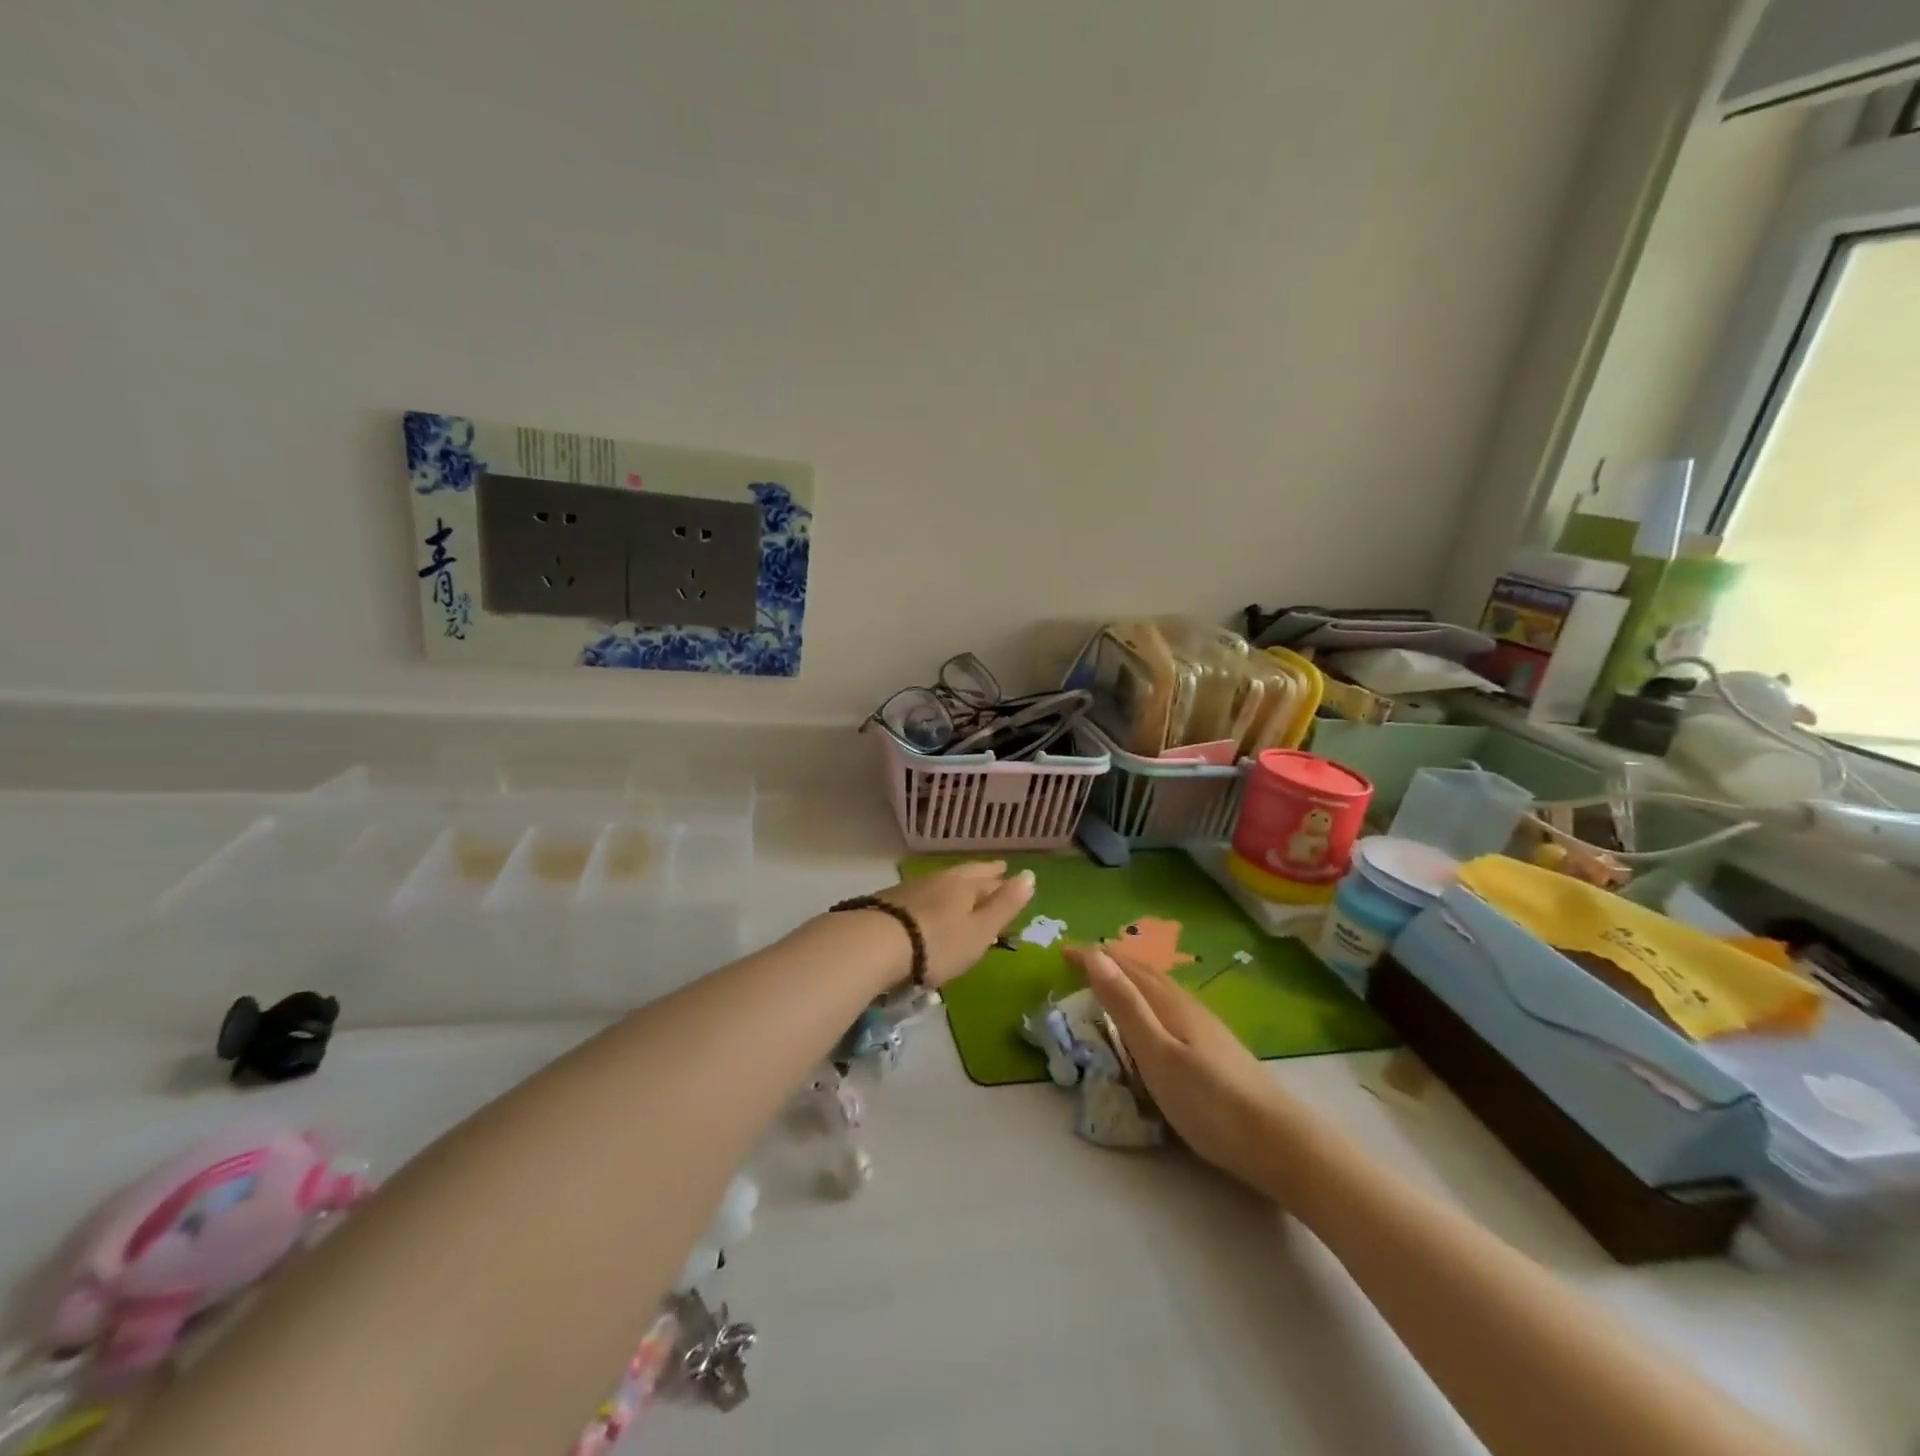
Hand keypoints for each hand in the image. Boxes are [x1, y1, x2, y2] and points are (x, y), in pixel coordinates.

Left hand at [873, 861, 1035, 988]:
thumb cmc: (937, 943)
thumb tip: (1030, 874)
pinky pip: (920, 894)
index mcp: (964, 886)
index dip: (1001, 879)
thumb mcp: (979, 931)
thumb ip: (1004, 905)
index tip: (1009, 873)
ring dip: (955, 884)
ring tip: (962, 888)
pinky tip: (927, 904)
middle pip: (964, 875)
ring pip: (941, 882)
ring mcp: (910, 889)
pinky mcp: (888, 902)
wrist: (875, 944)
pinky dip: (932, 896)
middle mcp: (939, 880)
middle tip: (994, 871)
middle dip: (981, 875)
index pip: (989, 879)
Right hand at [1071, 946, 1296, 1195]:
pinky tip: (1153, 1016)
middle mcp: (1186, 1005)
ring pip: (1159, 987)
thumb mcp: (1157, 1054)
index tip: (1063, 952)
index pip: (1124, 968)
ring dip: (1130, 976)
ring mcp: (1204, 1026)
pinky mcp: (1213, 1046)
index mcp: (1169, 1003)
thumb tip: (1096, 956)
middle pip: (1144, 972)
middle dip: (1111, 961)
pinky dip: (1148, 996)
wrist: (1278, 1141)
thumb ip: (1126, 1006)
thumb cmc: (1209, 1102)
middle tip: (1080, 961)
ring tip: (1110, 980)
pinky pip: (1169, 1004)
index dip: (1093, 958)